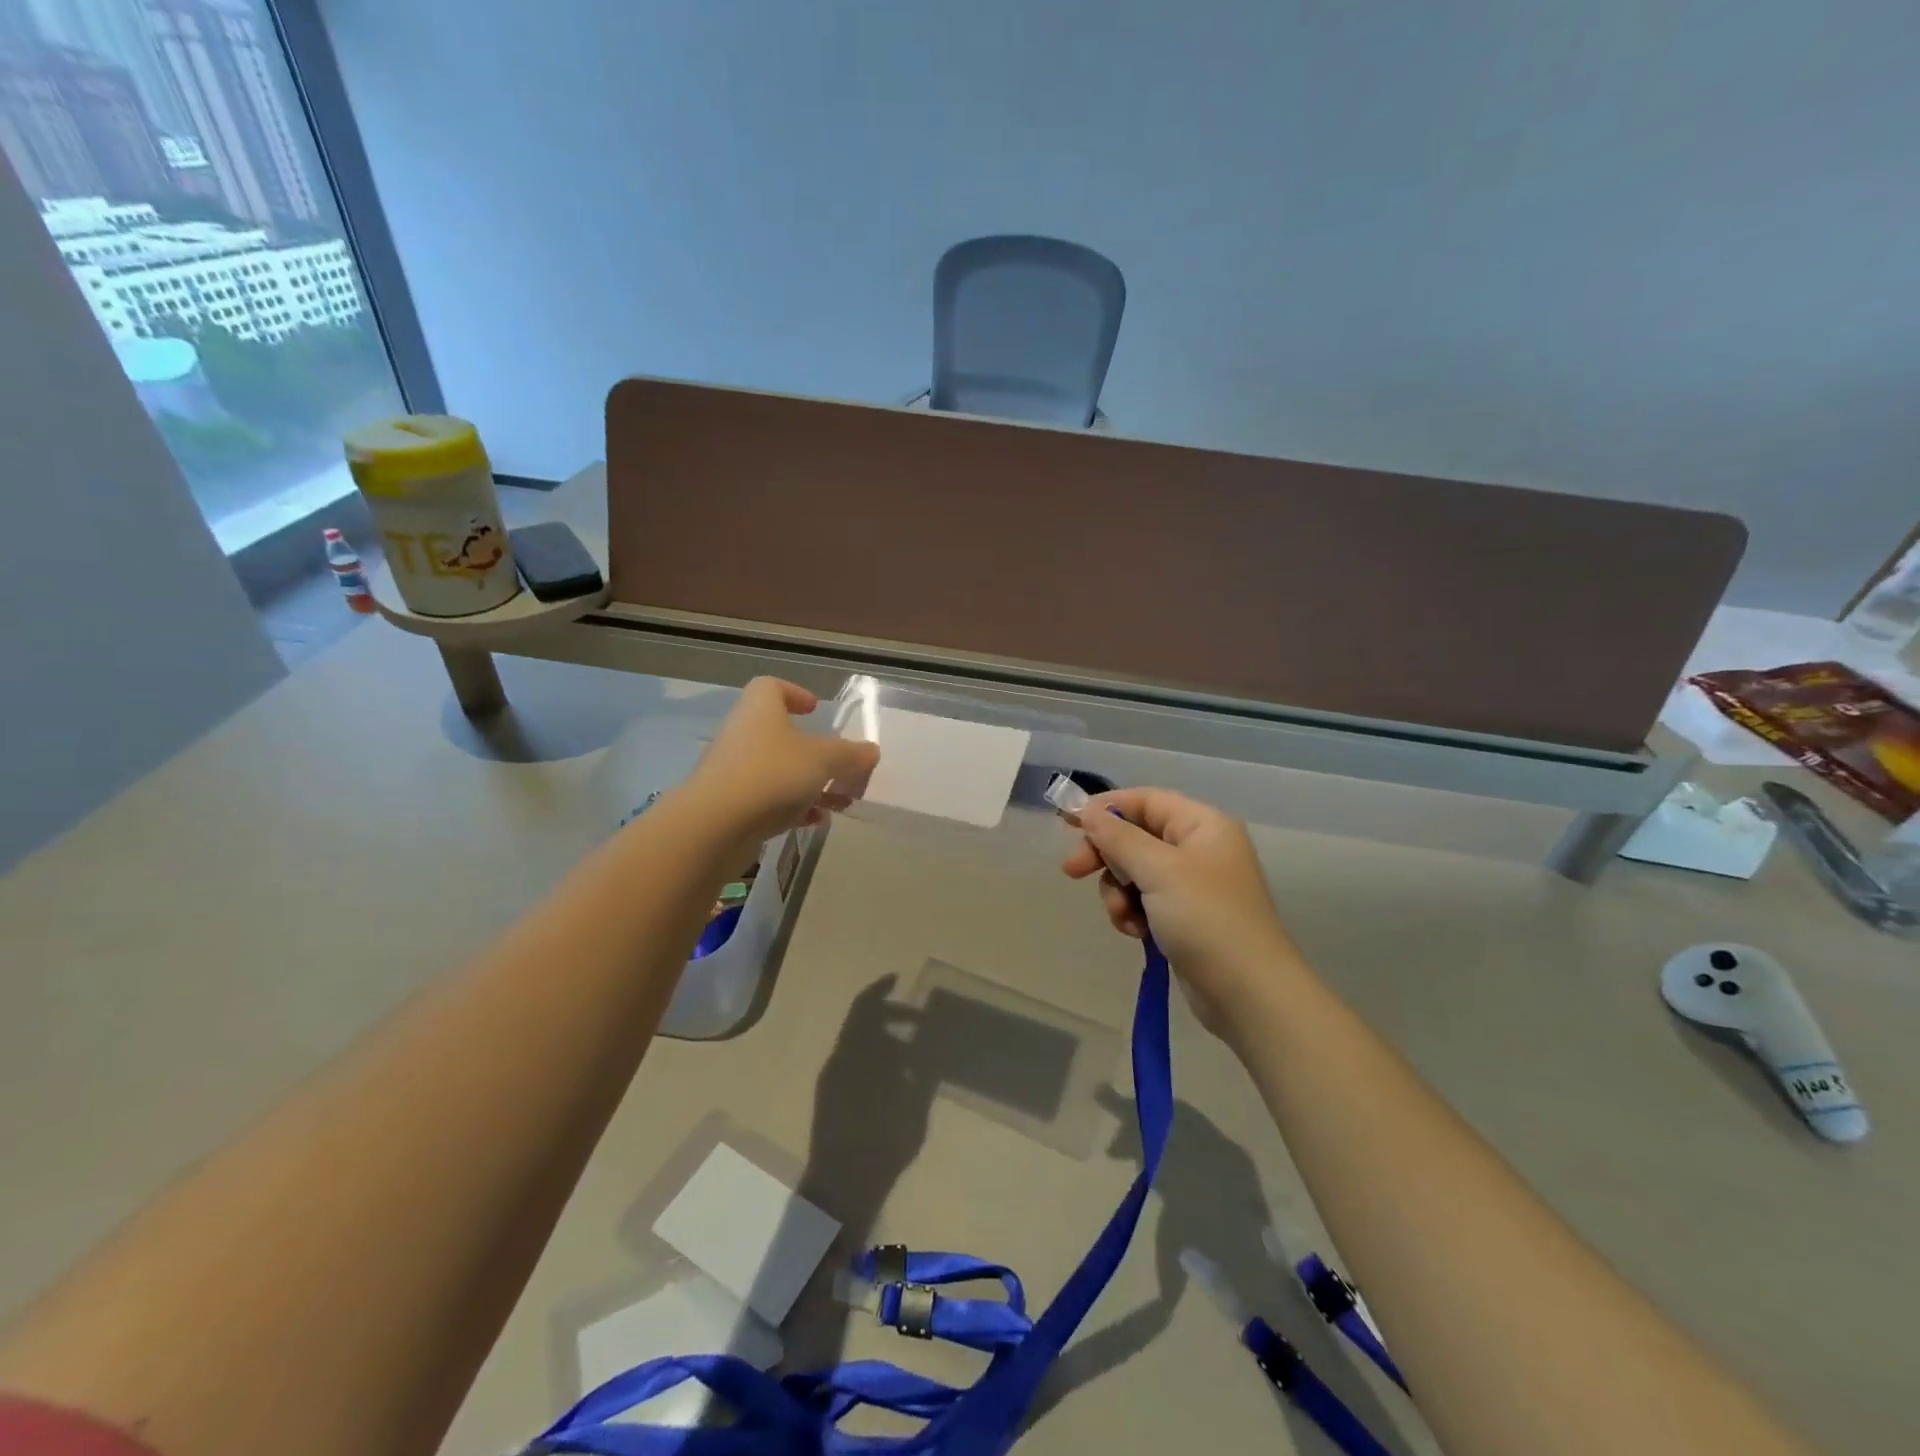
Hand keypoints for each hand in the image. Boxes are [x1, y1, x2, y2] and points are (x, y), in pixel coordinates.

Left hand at [682, 678, 879, 849]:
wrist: (714, 826)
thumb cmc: (772, 774)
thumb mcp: (823, 760)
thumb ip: (850, 755)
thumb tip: (872, 751)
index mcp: (760, 710)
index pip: (772, 687)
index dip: (795, 694)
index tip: (815, 710)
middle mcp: (743, 734)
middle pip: (780, 734)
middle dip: (814, 751)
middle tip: (840, 766)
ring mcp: (734, 771)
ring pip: (778, 770)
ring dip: (809, 783)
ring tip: (839, 801)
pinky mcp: (731, 805)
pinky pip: (769, 799)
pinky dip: (794, 807)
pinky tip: (816, 821)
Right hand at [1061, 788, 1299, 1036]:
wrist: (1248, 993)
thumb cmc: (1206, 919)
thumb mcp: (1159, 871)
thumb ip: (1119, 838)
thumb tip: (1087, 811)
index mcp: (1202, 825)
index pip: (1145, 800)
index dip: (1106, 808)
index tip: (1067, 822)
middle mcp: (1198, 848)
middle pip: (1135, 836)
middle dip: (1106, 855)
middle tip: (1072, 872)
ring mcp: (1191, 885)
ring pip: (1134, 872)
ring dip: (1118, 891)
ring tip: (1125, 917)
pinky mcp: (1183, 916)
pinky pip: (1144, 901)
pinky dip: (1132, 913)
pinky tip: (1136, 933)